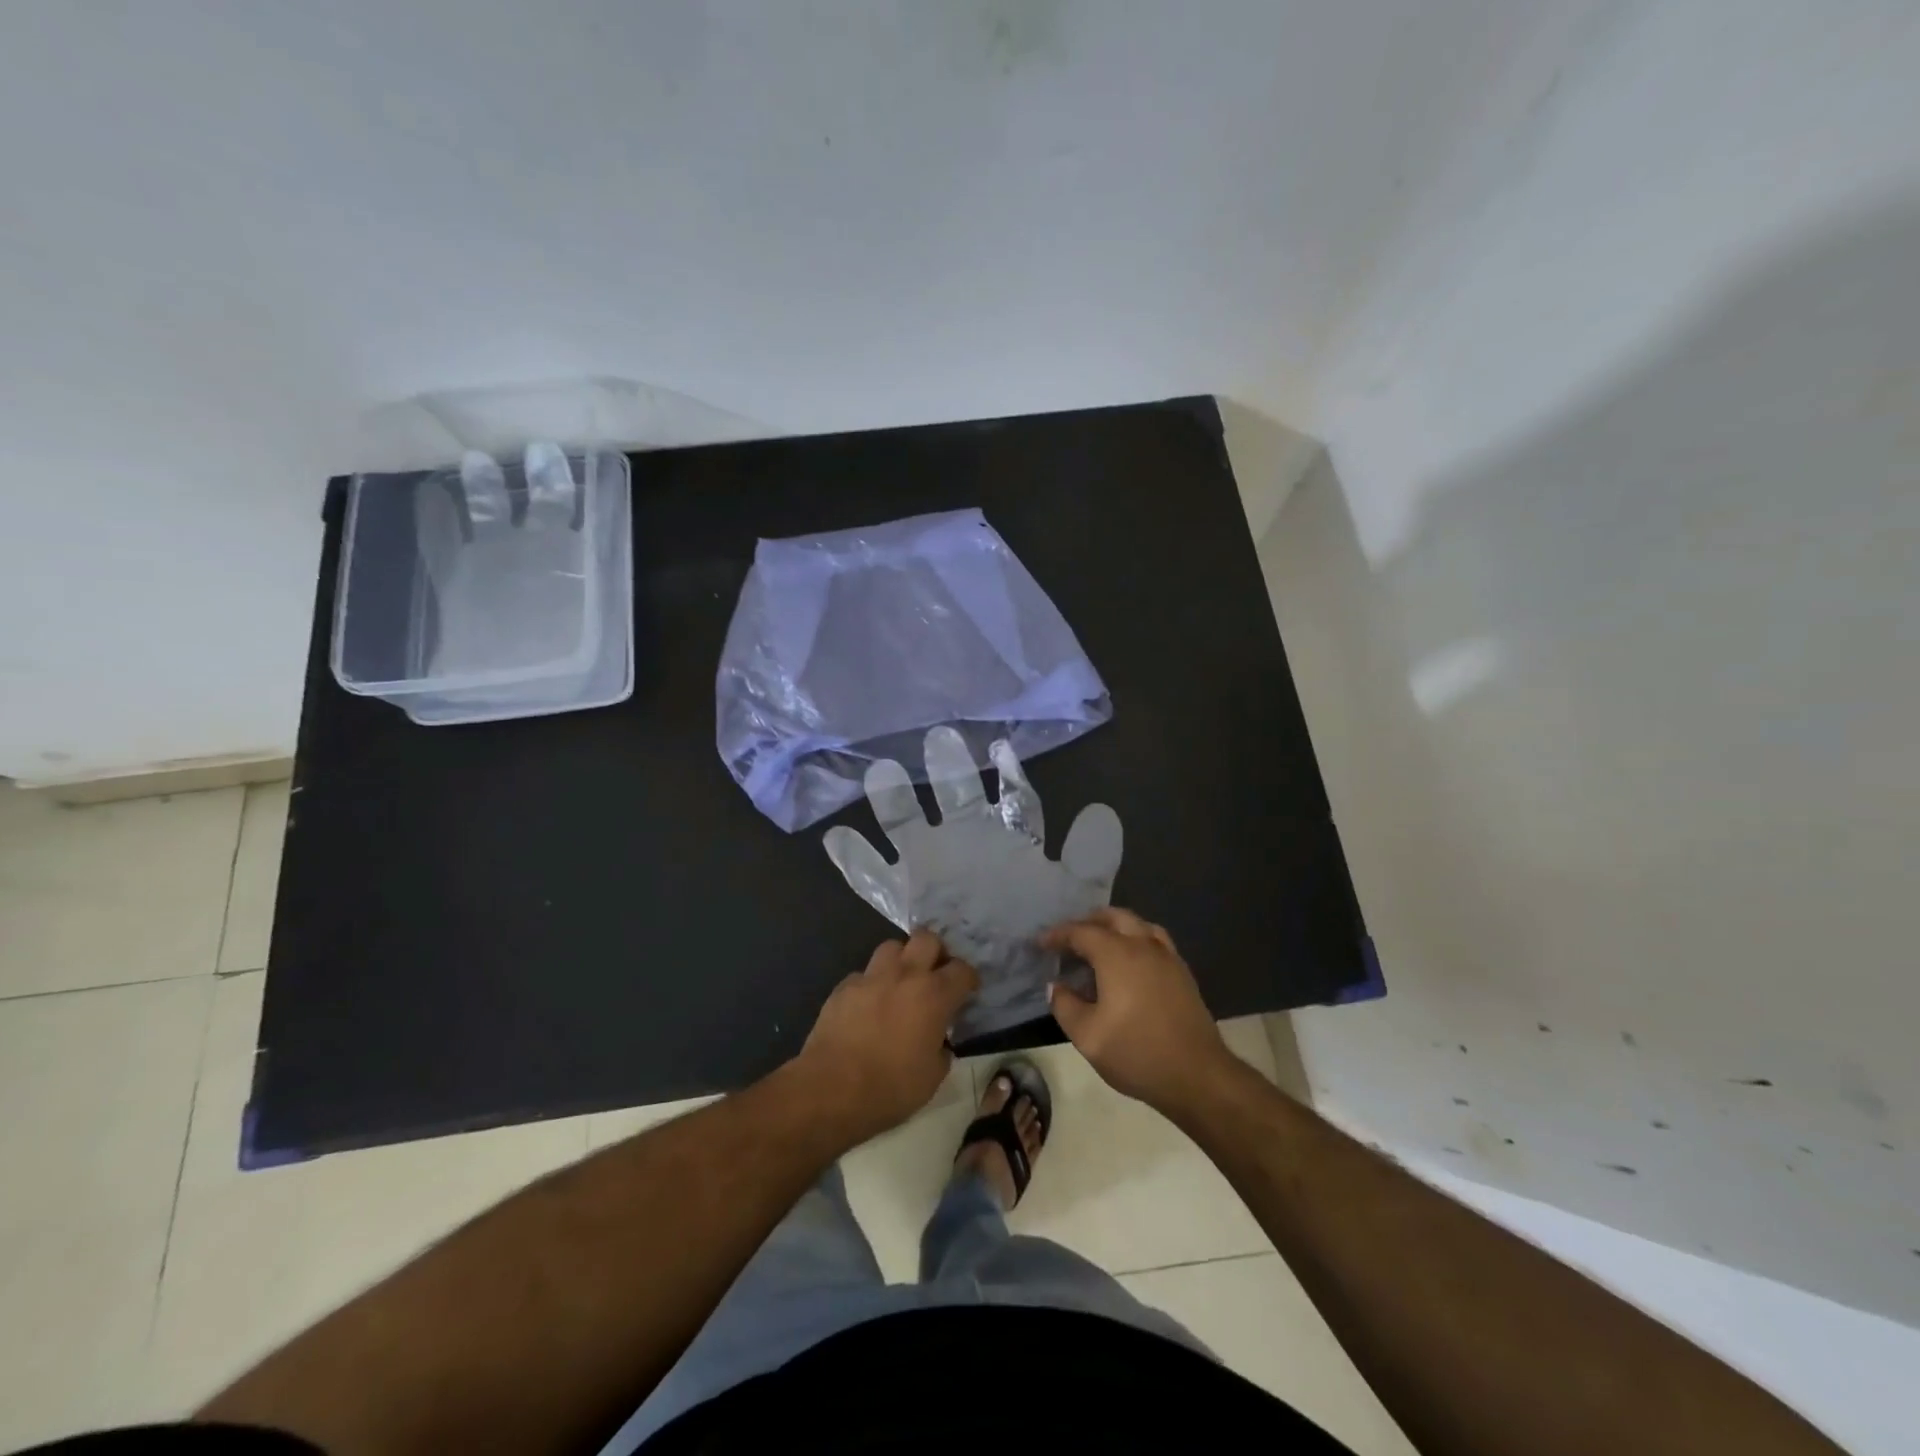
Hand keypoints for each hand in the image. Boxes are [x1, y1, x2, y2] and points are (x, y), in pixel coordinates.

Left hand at [793, 930, 978, 1144]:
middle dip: (936, 951)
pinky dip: (871, 983)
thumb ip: (941, 1050)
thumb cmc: (891, 1087)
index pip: (962, 970)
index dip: (968, 978)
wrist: (832, 1089)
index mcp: (934, 995)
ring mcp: (871, 977)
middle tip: (935, 973)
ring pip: (892, 946)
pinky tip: (869, 1004)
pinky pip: (863, 973)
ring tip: (901, 981)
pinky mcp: (844, 986)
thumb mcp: (933, 1077)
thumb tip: (938, 1042)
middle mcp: (905, 975)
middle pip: (926, 938)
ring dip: (901, 960)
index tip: (968, 990)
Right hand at [1043, 908, 1234, 1115]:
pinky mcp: (1182, 973)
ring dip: (1114, 927)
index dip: (1057, 934)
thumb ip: (1065, 1006)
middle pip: (1113, 917)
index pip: (1081, 931)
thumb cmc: (1137, 1053)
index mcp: (1117, 954)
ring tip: (1099, 946)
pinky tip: (1129, 964)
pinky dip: (1136, 940)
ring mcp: (1167, 957)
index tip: (1040, 943)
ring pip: (1138, 925)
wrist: (1197, 1075)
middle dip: (1087, 922)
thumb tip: (1057, 986)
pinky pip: (1155, 940)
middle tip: (1069, 940)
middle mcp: (1143, 945)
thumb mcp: (1088, 1036)